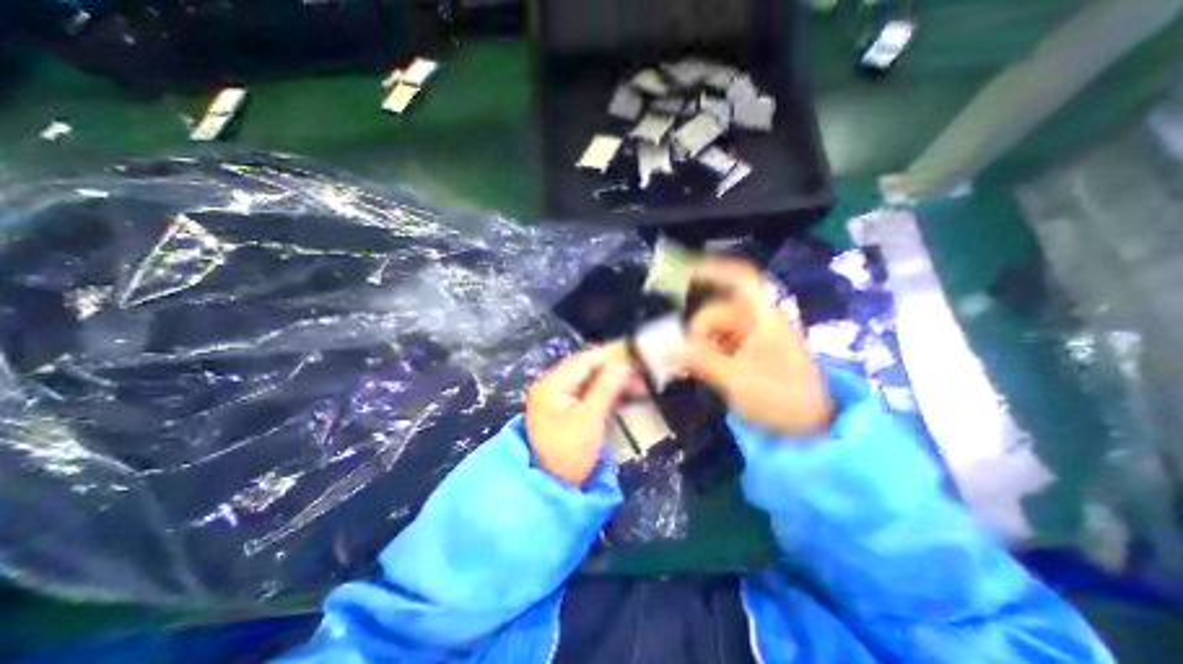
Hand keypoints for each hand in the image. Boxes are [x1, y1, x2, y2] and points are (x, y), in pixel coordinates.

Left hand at [524, 349, 636, 484]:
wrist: (553, 489)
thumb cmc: (570, 452)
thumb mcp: (590, 418)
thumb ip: (607, 387)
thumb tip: (625, 363)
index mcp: (552, 383)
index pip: (585, 360)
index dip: (612, 358)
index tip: (638, 361)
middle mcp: (553, 385)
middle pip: (588, 370)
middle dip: (616, 373)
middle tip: (642, 379)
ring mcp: (559, 398)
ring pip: (591, 382)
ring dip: (614, 384)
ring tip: (640, 389)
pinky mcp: (567, 411)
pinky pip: (589, 395)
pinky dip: (607, 396)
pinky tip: (625, 398)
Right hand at [680, 258, 834, 436]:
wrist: (813, 426)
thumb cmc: (781, 398)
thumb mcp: (737, 379)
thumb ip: (700, 361)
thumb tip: (668, 351)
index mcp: (764, 318)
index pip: (741, 280)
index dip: (714, 271)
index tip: (686, 275)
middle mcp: (758, 321)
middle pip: (717, 311)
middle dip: (697, 331)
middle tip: (683, 356)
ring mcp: (754, 337)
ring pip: (716, 329)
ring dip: (699, 345)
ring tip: (687, 368)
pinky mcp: (750, 353)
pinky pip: (721, 344)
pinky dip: (706, 354)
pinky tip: (696, 370)